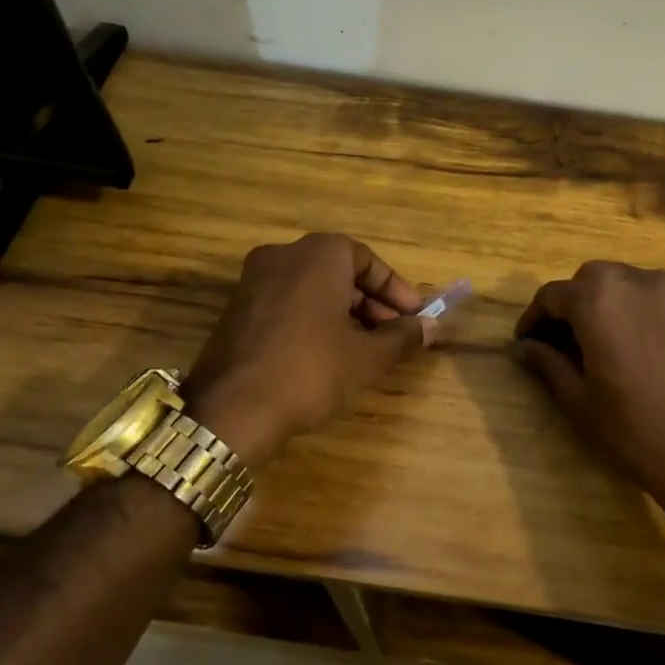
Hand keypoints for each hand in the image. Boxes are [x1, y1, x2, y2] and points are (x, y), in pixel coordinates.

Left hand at [182, 233, 433, 467]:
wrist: (232, 409)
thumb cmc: (311, 371)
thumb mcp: (368, 357)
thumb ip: (403, 336)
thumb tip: (432, 327)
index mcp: (319, 254)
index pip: (368, 260)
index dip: (396, 290)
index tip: (414, 317)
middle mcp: (284, 255)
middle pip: (339, 271)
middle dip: (371, 302)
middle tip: (393, 336)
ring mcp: (254, 280)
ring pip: (313, 288)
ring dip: (344, 312)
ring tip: (365, 349)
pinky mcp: (237, 308)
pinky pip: (288, 302)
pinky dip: (313, 319)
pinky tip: (328, 355)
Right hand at [512, 262, 664, 517]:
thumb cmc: (632, 428)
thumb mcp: (578, 399)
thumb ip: (547, 363)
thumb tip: (522, 347)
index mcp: (598, 299)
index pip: (551, 296)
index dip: (532, 319)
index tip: (524, 344)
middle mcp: (631, 282)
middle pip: (587, 281)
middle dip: (566, 306)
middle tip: (554, 344)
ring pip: (617, 283)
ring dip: (597, 303)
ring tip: (587, 344)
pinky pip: (645, 295)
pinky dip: (626, 308)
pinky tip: (621, 343)